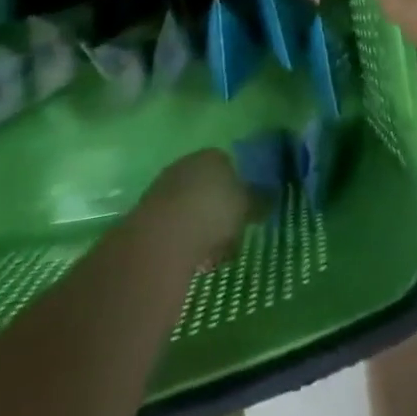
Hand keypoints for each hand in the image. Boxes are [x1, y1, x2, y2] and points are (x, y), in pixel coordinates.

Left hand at [139, 150, 256, 265]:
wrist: (162, 236)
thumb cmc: (213, 212)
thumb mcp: (247, 206)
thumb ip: (260, 201)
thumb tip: (271, 198)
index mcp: (214, 155)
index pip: (230, 167)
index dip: (239, 191)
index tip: (244, 215)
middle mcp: (187, 164)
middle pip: (208, 188)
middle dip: (218, 211)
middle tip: (230, 237)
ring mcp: (163, 187)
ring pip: (190, 208)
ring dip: (200, 228)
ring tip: (211, 256)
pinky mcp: (145, 214)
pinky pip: (172, 226)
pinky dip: (182, 240)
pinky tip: (190, 260)